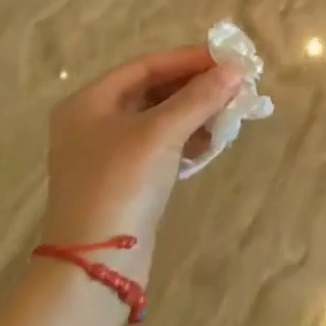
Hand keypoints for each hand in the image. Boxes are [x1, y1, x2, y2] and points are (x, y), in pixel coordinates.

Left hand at [38, 46, 243, 278]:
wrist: (95, 267)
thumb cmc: (121, 184)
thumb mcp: (161, 133)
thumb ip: (199, 97)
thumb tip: (236, 70)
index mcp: (89, 102)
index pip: (146, 66)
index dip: (188, 59)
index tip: (227, 59)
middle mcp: (93, 123)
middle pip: (153, 91)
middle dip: (195, 88)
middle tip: (235, 85)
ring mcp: (107, 155)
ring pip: (159, 120)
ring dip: (195, 114)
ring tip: (231, 112)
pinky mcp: (124, 183)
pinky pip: (160, 147)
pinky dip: (186, 140)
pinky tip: (213, 142)